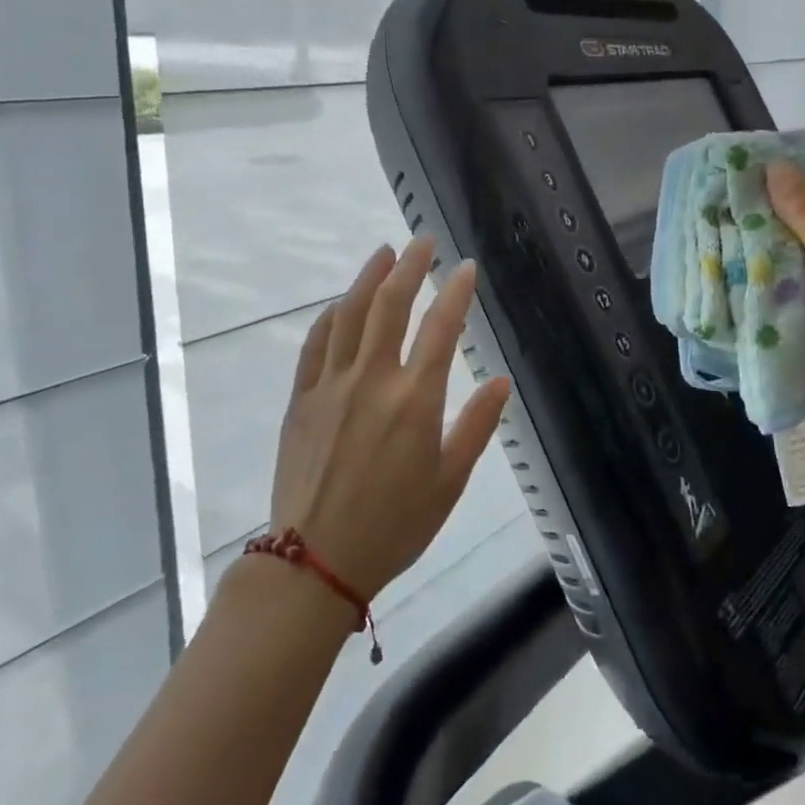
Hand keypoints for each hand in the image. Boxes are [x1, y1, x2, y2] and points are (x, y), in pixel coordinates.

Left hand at [270, 237, 512, 600]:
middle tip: (423, 242)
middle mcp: (372, 380)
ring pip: (350, 315)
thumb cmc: (395, 526)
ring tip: (384, 252)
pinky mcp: (301, 399)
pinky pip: (316, 344)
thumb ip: (477, 426)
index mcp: (415, 400)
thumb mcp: (450, 482)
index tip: (466, 267)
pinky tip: (342, 304)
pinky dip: (332, 316)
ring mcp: (331, 385)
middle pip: (391, 305)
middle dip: (410, 267)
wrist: (316, 561)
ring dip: (368, 278)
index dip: (456, 292)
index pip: (441, 328)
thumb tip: (502, 380)